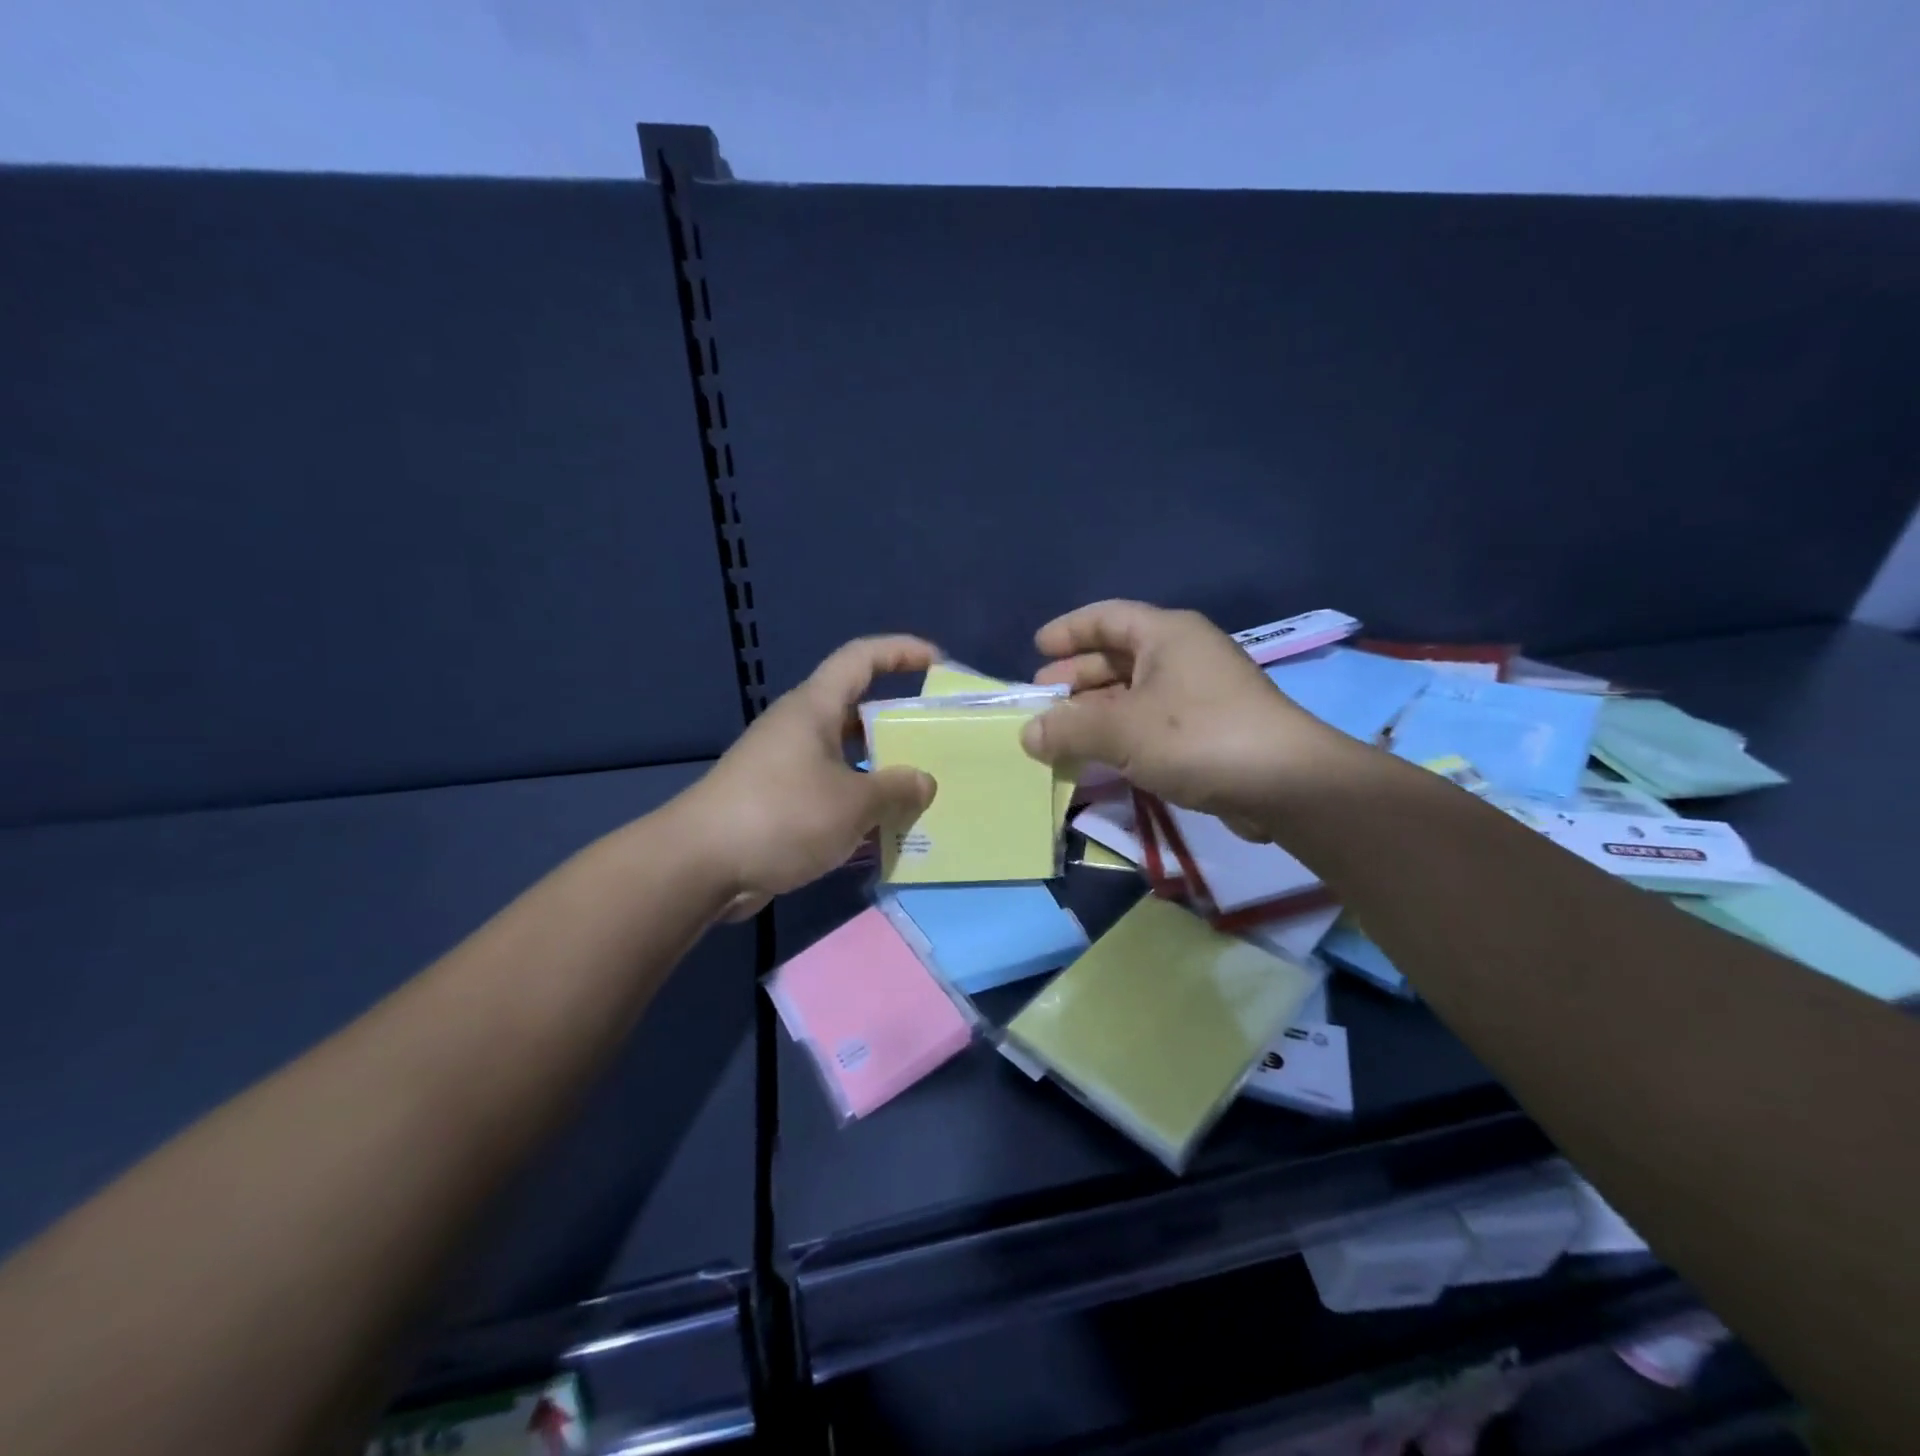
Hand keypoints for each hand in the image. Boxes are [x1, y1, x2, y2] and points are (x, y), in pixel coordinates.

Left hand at [682, 636, 939, 919]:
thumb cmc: (781, 815)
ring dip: (880, 772)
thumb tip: (923, 782)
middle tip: (937, 742)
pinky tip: (882, 831)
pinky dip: (857, 804)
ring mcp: (785, 766)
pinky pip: (830, 791)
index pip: (860, 657)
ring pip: (846, 757)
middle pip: (857, 710)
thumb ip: (896, 789)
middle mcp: (799, 728)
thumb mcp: (852, 803)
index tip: (937, 662)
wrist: (700, 865)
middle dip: (898, 723)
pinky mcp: (777, 802)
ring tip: (919, 792)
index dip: (901, 651)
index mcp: (815, 708)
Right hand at [1021, 601, 1355, 829]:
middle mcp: (1183, 655)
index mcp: (1166, 634)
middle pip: (1118, 655)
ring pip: (1133, 692)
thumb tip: (1028, 734)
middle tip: (1042, 698)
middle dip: (1076, 675)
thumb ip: (1069, 729)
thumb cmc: (1198, 737)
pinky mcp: (1208, 730)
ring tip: (1060, 733)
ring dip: (1095, 710)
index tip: (1036, 649)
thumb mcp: (1122, 730)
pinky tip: (1098, 755)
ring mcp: (1199, 693)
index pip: (1107, 617)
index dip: (1068, 630)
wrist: (1286, 784)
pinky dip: (1120, 733)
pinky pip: (1150, 721)